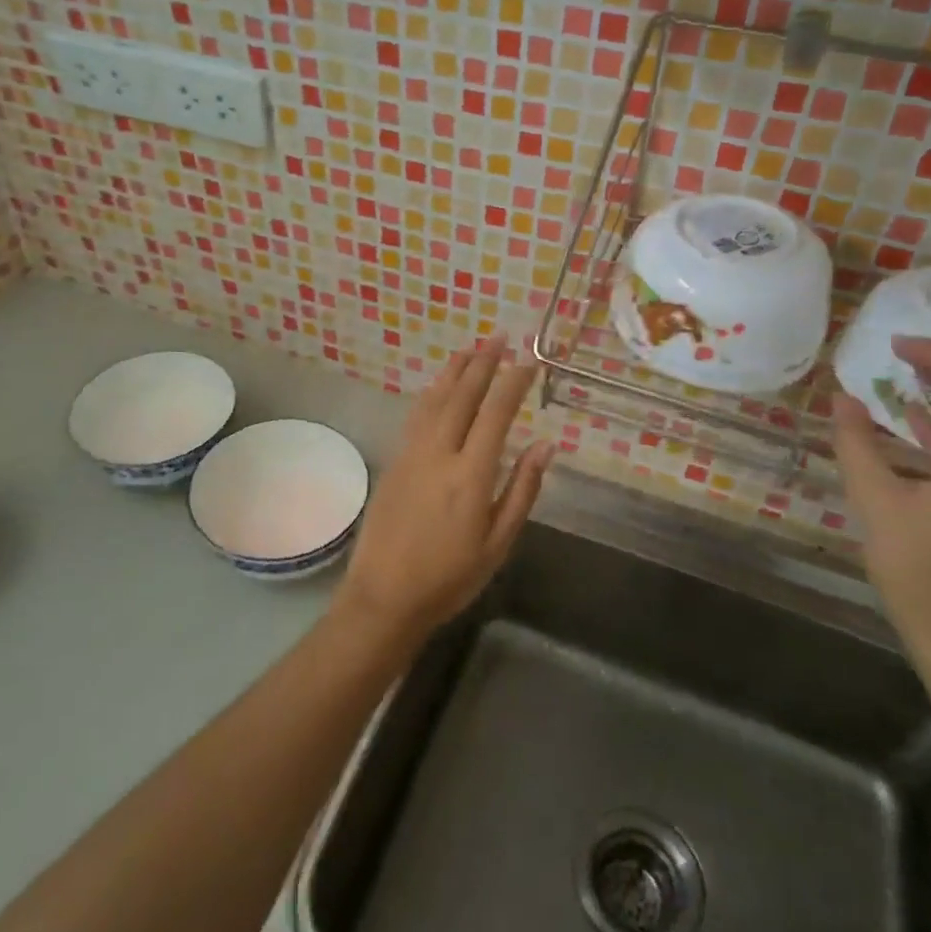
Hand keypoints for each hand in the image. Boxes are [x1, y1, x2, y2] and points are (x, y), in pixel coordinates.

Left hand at [336, 343, 554, 643]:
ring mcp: (412, 454)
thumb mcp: (498, 542)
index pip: (496, 414)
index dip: (513, 383)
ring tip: (471, 347)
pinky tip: (439, 386)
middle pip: (463, 396)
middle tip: (499, 336)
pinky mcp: (395, 460)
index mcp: (471, 474)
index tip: (529, 361)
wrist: (385, 595)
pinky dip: (432, 393)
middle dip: (483, 363)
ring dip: (454, 370)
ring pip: (435, 399)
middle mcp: (439, 453)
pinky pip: (416, 415)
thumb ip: (522, 490)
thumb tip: (545, 445)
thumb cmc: (450, 576)